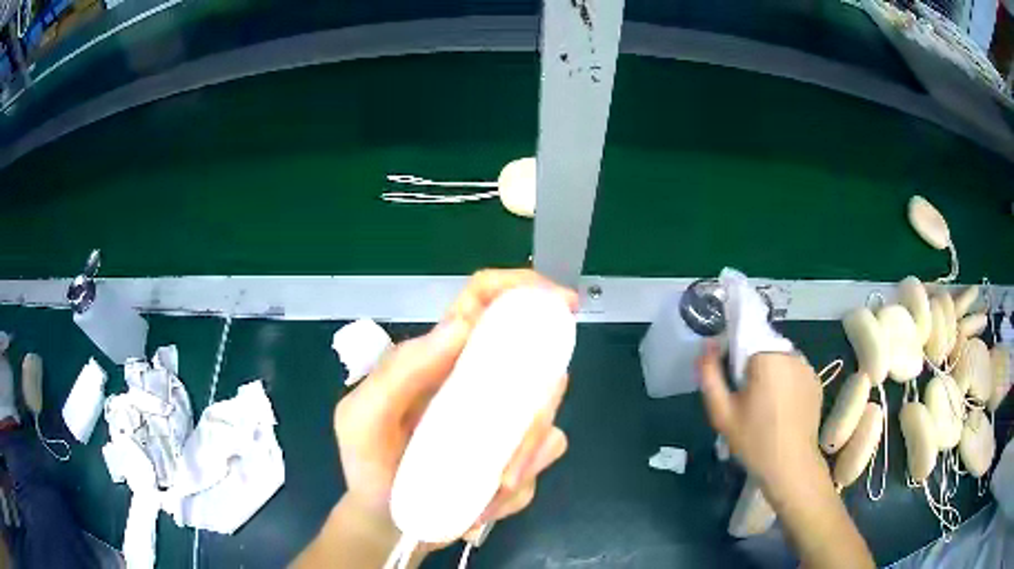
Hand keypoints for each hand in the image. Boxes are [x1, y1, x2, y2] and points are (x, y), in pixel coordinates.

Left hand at [334, 269, 578, 544]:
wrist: (387, 522)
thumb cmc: (368, 465)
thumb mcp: (363, 418)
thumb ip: (399, 372)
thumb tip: (462, 324)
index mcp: (442, 359)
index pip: (484, 303)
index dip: (523, 287)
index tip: (563, 303)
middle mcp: (479, 382)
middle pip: (535, 365)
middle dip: (535, 408)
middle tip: (508, 457)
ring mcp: (502, 423)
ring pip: (546, 420)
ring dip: (524, 458)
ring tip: (487, 489)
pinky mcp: (516, 459)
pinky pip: (540, 463)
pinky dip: (518, 486)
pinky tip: (484, 502)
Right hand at [697, 342, 824, 495]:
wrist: (791, 466)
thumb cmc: (754, 440)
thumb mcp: (722, 413)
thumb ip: (710, 375)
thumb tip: (707, 345)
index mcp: (767, 357)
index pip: (746, 334)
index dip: (734, 353)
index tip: (730, 378)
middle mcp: (791, 354)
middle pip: (764, 346)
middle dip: (752, 364)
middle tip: (744, 397)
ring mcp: (807, 367)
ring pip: (780, 358)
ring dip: (770, 372)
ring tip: (764, 404)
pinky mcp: (816, 381)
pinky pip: (795, 371)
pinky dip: (786, 381)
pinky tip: (781, 407)